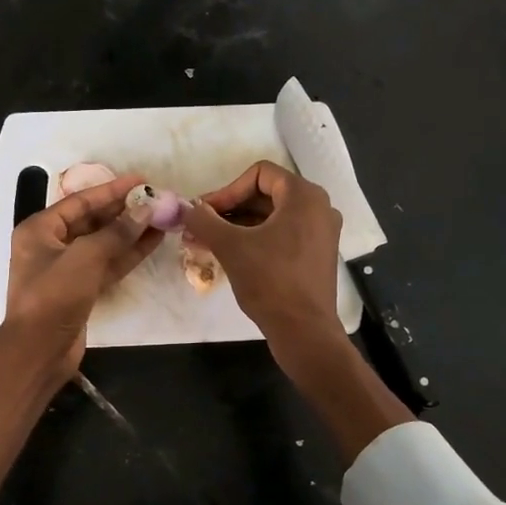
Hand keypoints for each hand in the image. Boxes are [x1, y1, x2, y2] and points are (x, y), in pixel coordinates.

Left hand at [5, 173, 160, 373]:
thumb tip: (146, 209)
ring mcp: (67, 269)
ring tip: (162, 218)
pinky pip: (107, 264)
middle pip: (93, 220)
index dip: (112, 190)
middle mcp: (51, 245)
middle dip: (124, 211)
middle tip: (156, 199)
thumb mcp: (84, 258)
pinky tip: (153, 242)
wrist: (39, 351)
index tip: (142, 180)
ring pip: (104, 243)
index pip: (80, 202)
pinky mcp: (81, 289)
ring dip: (131, 232)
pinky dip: (129, 254)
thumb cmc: (53, 297)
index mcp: (40, 229)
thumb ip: (117, 232)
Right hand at [182, 161, 344, 347]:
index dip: (227, 190)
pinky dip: (255, 239)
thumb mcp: (230, 247)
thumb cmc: (269, 281)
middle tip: (200, 227)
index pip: (259, 174)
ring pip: (272, 217)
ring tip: (206, 242)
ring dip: (238, 226)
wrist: (303, 330)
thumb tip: (185, 208)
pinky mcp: (316, 254)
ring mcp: (321, 232)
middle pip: (265, 194)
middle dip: (229, 209)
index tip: (205, 213)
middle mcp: (318, 207)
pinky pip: (282, 234)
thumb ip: (204, 221)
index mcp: (304, 196)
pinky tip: (229, 254)